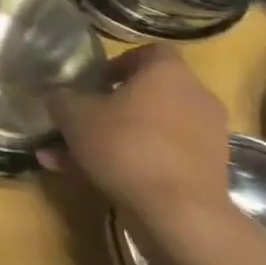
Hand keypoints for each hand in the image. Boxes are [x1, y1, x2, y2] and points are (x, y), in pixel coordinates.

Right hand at [44, 46, 232, 229]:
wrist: (179, 212)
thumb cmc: (125, 145)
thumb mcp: (74, 116)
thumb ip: (62, 99)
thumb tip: (58, 97)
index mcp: (167, 72)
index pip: (148, 52)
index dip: (118, 63)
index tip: (93, 81)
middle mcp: (194, 97)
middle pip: (148, 94)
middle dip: (111, 107)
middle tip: (80, 120)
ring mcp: (206, 137)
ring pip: (149, 129)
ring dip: (113, 139)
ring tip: (70, 157)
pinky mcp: (207, 172)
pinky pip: (160, 157)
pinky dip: (130, 163)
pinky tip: (91, 178)